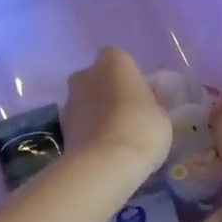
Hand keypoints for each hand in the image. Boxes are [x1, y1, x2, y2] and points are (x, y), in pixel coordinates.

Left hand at [61, 48, 171, 176]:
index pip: (116, 57)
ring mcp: (70, 100)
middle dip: (104, 90)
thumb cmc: (142, 128)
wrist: (106, 163)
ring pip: (83, 100)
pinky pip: (78, 123)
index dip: (125, 74)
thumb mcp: (161, 114)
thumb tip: (143, 103)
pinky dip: (86, 131)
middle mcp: (87, 74)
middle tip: (124, 113)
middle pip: (94, 77)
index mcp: (115, 62)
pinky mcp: (61, 127)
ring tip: (112, 136)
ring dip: (93, 112)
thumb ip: (149, 102)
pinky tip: (101, 149)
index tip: (136, 93)